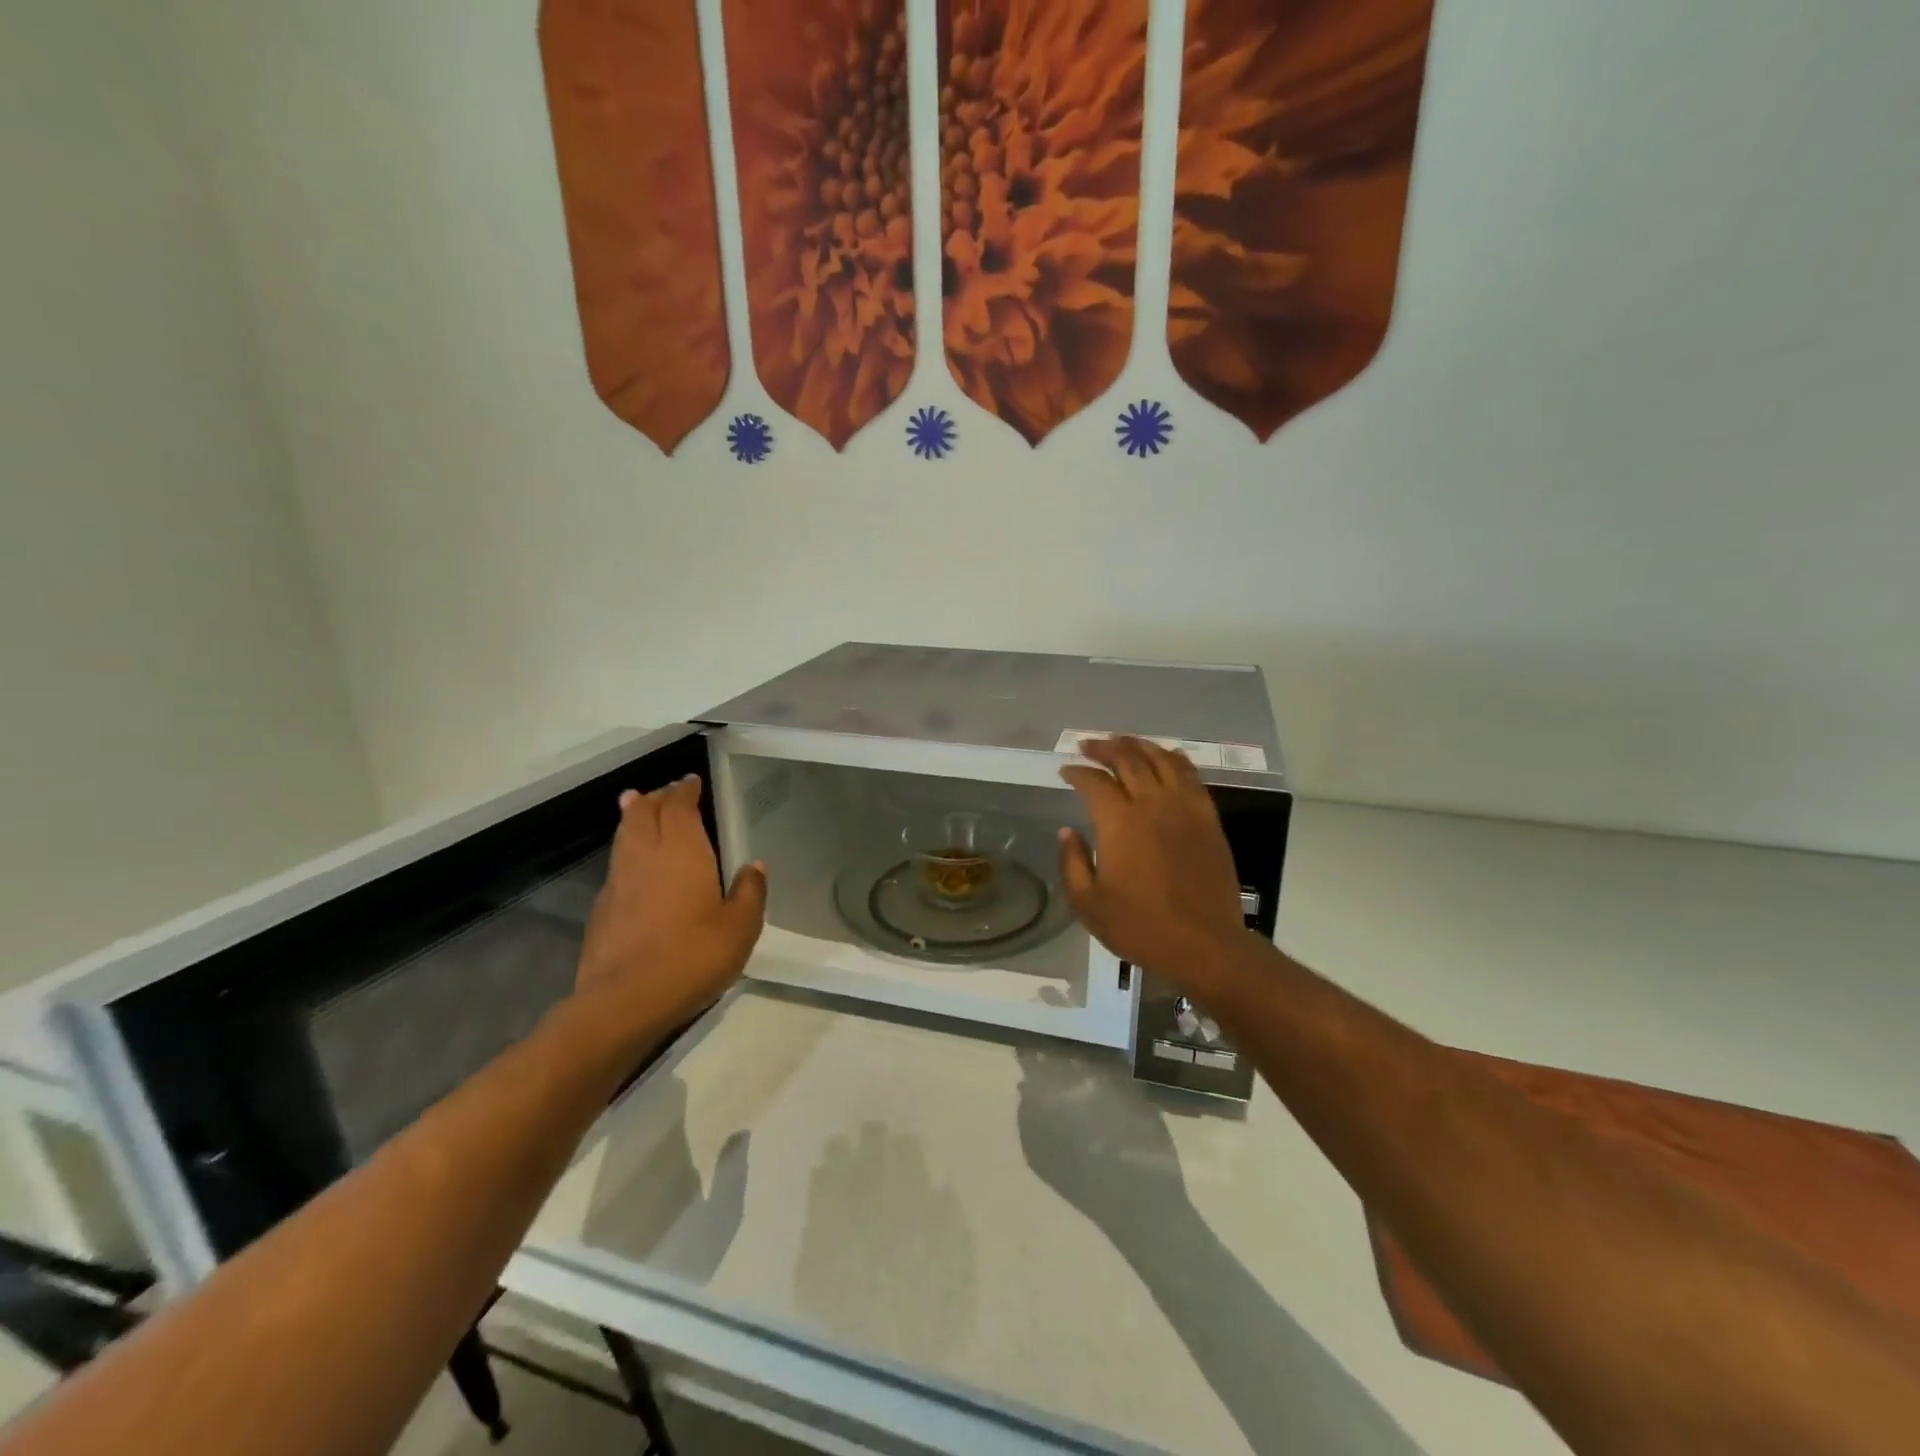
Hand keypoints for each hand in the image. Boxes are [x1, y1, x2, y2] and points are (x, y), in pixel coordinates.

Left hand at [574, 775, 766, 1031]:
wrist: (625, 1001)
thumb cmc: (693, 957)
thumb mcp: (740, 928)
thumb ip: (750, 892)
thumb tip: (753, 866)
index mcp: (682, 852)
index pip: (678, 807)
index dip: (684, 791)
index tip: (690, 781)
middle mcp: (646, 857)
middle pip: (643, 814)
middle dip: (655, 798)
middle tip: (665, 791)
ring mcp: (618, 883)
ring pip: (623, 836)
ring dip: (632, 817)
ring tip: (636, 805)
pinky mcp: (602, 910)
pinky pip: (616, 866)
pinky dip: (625, 852)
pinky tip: (632, 866)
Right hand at [1058, 736, 1248, 993]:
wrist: (1204, 944)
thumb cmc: (1140, 927)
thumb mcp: (1088, 904)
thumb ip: (1072, 862)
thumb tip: (1067, 831)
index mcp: (1120, 823)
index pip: (1095, 782)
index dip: (1077, 772)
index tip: (1066, 771)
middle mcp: (1153, 804)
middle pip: (1128, 759)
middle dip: (1104, 747)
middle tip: (1088, 745)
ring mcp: (1185, 807)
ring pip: (1161, 759)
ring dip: (1139, 745)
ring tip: (1123, 743)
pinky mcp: (1208, 818)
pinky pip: (1190, 775)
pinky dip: (1173, 759)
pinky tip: (1164, 759)